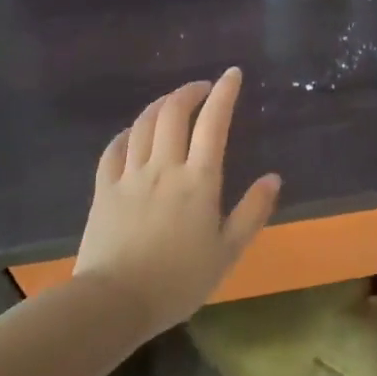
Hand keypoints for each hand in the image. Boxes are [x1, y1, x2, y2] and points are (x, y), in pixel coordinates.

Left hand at [72, 68, 279, 334]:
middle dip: (190, 92)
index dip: (224, 93)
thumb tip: (273, 177)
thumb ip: (252, 211)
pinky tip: (132, 133)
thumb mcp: (228, 251)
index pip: (213, 123)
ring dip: (160, 105)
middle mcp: (164, 167)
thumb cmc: (179, 280)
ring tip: (172, 102)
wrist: (115, 301)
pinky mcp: (104, 190)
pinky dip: (127, 133)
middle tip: (203, 88)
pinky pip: (114, 149)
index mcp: (199, 181)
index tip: (232, 74)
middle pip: (173, 113)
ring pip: (142, 124)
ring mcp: (130, 176)